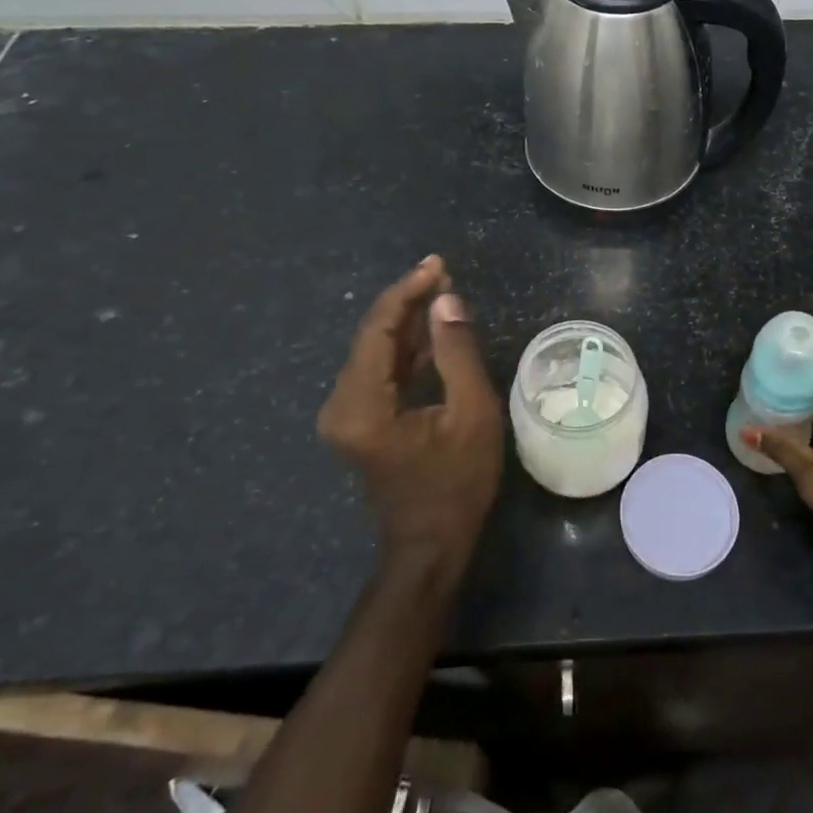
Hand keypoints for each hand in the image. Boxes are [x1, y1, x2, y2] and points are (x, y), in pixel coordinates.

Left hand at [317, 256, 503, 576]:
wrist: (430, 546)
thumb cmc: (457, 484)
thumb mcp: (471, 415)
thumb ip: (457, 353)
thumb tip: (446, 301)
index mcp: (362, 404)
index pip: (378, 330)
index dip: (407, 292)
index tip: (437, 266)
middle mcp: (341, 404)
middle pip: (372, 336)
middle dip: (408, 303)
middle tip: (443, 274)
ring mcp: (346, 415)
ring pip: (375, 352)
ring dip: (408, 323)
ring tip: (443, 294)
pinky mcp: (358, 421)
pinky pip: (380, 372)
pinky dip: (405, 349)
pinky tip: (433, 331)